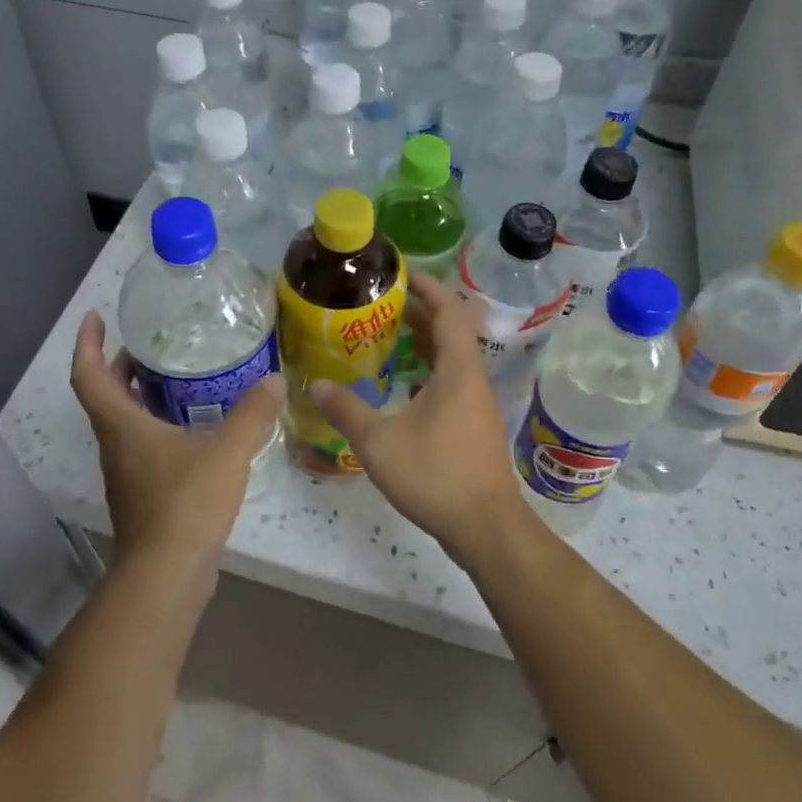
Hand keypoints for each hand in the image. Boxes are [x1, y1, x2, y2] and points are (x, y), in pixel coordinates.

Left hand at [69, 312, 284, 578]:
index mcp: (122, 427)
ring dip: (140, 398)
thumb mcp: (227, 451)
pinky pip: (144, 448)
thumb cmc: (186, 503)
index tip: (96, 318)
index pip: (89, 376)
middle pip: (106, 398)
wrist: (167, 576)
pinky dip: (158, 427)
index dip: (88, 344)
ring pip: (124, 425)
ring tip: (176, 379)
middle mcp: (116, 447)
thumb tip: (276, 380)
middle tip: (148, 345)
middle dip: (119, 367)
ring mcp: (127, 475)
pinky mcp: (143, 497)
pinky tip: (195, 430)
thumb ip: (253, 414)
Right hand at [312, 272, 524, 561]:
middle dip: (420, 313)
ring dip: (425, 344)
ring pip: (454, 359)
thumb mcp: (378, 442)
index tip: (401, 275)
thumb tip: (316, 385)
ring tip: (389, 339)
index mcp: (458, 370)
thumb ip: (346, 410)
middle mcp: (473, 379)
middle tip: (383, 306)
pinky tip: (405, 387)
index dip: (428, 287)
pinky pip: (453, 382)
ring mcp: (478, 404)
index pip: (449, 311)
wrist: (485, 526)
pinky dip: (430, 372)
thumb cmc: (435, 474)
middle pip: (452, 331)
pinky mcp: (476, 426)